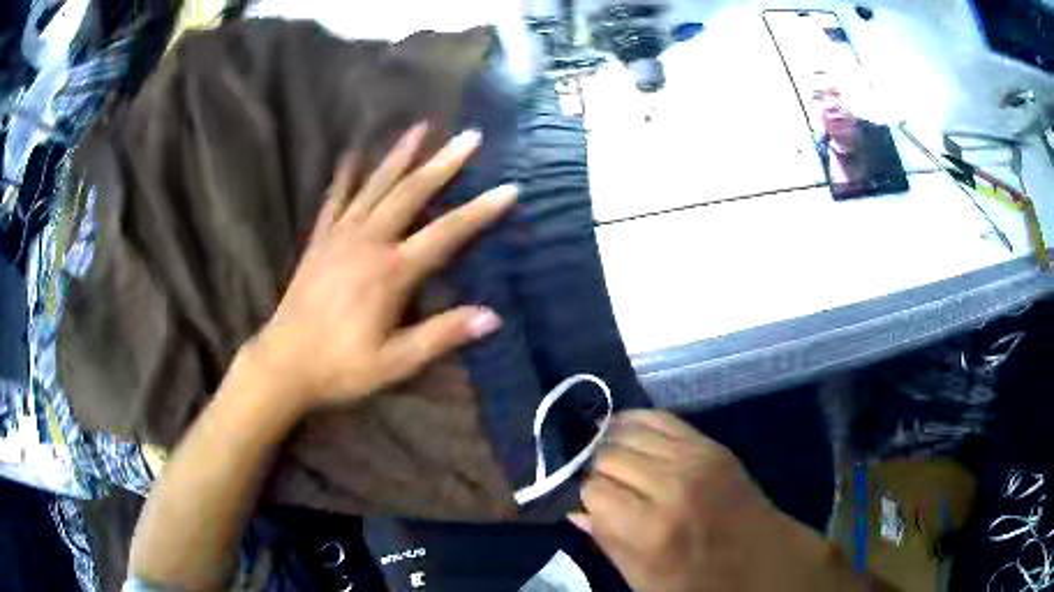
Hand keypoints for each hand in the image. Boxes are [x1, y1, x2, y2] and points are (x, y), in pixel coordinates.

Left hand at [248, 122, 515, 412]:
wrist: (284, 363)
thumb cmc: (341, 366)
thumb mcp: (395, 362)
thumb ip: (441, 336)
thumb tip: (492, 317)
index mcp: (391, 271)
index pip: (446, 234)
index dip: (480, 211)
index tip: (509, 188)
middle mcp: (368, 242)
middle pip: (411, 194)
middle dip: (443, 163)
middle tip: (469, 136)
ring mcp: (340, 237)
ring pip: (375, 186)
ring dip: (399, 156)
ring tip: (420, 128)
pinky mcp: (319, 241)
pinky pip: (335, 200)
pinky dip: (345, 176)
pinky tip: (351, 155)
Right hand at [570, 411, 827, 591]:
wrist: (762, 558)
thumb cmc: (698, 582)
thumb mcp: (642, 578)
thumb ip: (606, 540)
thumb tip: (574, 509)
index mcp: (651, 528)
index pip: (593, 489)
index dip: (584, 495)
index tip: (589, 503)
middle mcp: (671, 484)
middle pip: (607, 454)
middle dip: (594, 468)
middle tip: (599, 482)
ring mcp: (694, 458)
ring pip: (628, 430)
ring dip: (610, 442)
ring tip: (606, 455)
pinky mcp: (710, 444)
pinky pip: (660, 417)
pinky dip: (635, 421)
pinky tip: (624, 431)